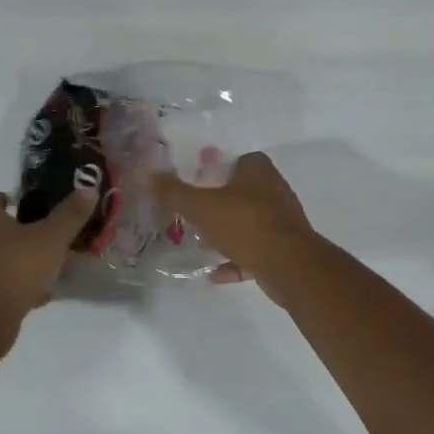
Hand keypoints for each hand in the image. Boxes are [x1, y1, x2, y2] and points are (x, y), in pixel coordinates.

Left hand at [0, 188, 94, 334]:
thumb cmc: (17, 267)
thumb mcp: (52, 237)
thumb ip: (70, 214)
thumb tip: (88, 189)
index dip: (9, 199)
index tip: (29, 204)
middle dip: (22, 232)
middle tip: (49, 234)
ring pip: (1, 259)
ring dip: (23, 261)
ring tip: (51, 266)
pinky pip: (1, 284)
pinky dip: (19, 286)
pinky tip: (41, 295)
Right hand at [151, 152, 316, 290]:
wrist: (289, 265)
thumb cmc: (245, 224)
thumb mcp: (201, 206)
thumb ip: (173, 192)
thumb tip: (144, 173)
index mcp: (258, 170)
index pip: (236, 159)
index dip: (215, 168)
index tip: (194, 182)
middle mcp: (273, 190)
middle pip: (240, 192)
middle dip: (217, 204)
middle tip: (191, 214)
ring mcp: (281, 221)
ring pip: (247, 223)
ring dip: (226, 234)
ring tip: (201, 244)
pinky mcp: (284, 249)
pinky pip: (254, 251)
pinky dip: (236, 261)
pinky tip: (215, 273)